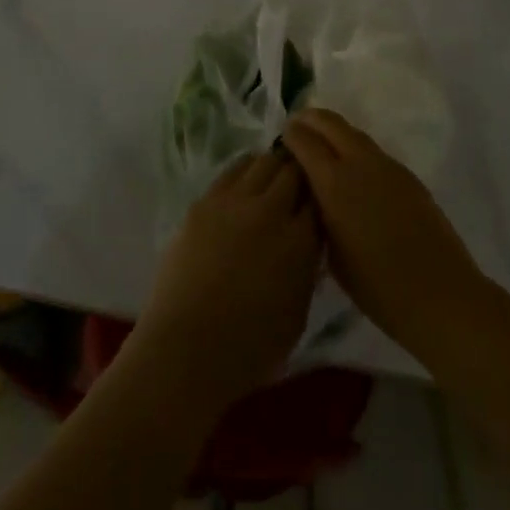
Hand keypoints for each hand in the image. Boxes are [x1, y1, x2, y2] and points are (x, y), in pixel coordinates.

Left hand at [130, 152, 321, 413]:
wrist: (188, 347)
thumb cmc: (250, 348)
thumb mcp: (297, 314)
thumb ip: (306, 269)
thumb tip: (305, 244)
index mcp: (300, 242)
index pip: (319, 200)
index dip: (320, 198)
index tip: (318, 201)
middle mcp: (271, 211)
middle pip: (293, 171)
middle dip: (300, 173)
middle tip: (299, 180)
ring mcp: (235, 201)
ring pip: (263, 162)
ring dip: (273, 166)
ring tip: (272, 175)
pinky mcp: (205, 201)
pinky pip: (232, 171)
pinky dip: (245, 170)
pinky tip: (245, 179)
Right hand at [282, 108, 485, 356]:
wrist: (439, 293)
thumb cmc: (377, 286)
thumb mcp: (331, 254)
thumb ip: (318, 214)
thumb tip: (313, 193)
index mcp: (335, 183)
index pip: (305, 141)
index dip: (291, 134)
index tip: (282, 136)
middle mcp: (360, 163)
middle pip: (331, 123)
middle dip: (311, 119)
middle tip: (297, 126)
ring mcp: (388, 166)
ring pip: (354, 134)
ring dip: (335, 132)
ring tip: (322, 145)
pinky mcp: (407, 176)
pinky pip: (373, 151)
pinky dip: (355, 149)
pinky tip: (353, 170)